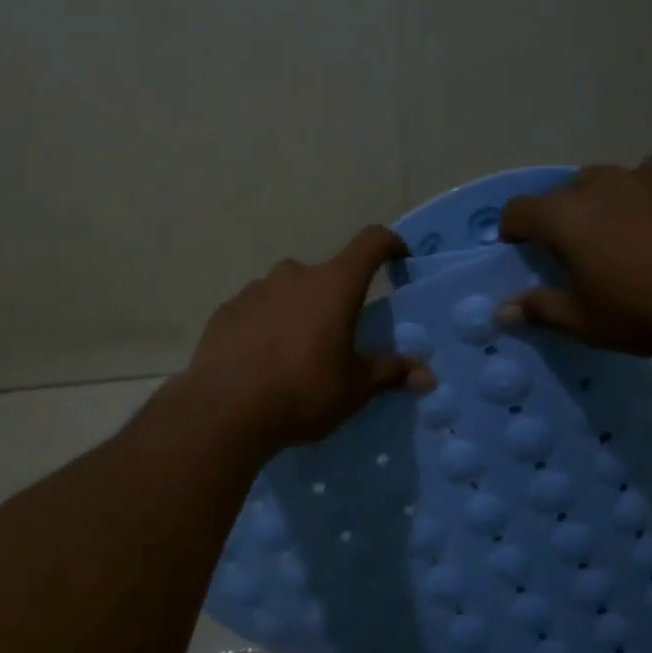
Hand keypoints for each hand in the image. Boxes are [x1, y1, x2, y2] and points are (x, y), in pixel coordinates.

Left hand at [181, 227, 433, 451]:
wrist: (224, 409)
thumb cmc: (302, 392)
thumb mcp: (354, 388)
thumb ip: (389, 373)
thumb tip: (426, 376)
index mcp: (334, 285)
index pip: (371, 243)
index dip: (389, 245)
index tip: (398, 259)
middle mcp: (294, 275)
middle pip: (326, 274)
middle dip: (336, 298)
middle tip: (338, 335)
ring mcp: (255, 289)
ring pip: (287, 291)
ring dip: (298, 310)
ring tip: (296, 352)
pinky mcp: (226, 310)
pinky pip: (256, 309)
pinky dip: (266, 324)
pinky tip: (261, 359)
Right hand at [497, 155, 651, 356]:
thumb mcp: (589, 322)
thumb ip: (541, 310)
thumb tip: (503, 310)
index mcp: (565, 218)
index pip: (517, 211)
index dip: (512, 231)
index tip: (523, 254)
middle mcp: (597, 185)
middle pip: (560, 195)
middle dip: (558, 220)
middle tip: (576, 255)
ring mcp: (641, 174)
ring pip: (603, 181)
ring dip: (598, 204)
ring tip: (620, 236)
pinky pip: (647, 176)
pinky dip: (642, 193)